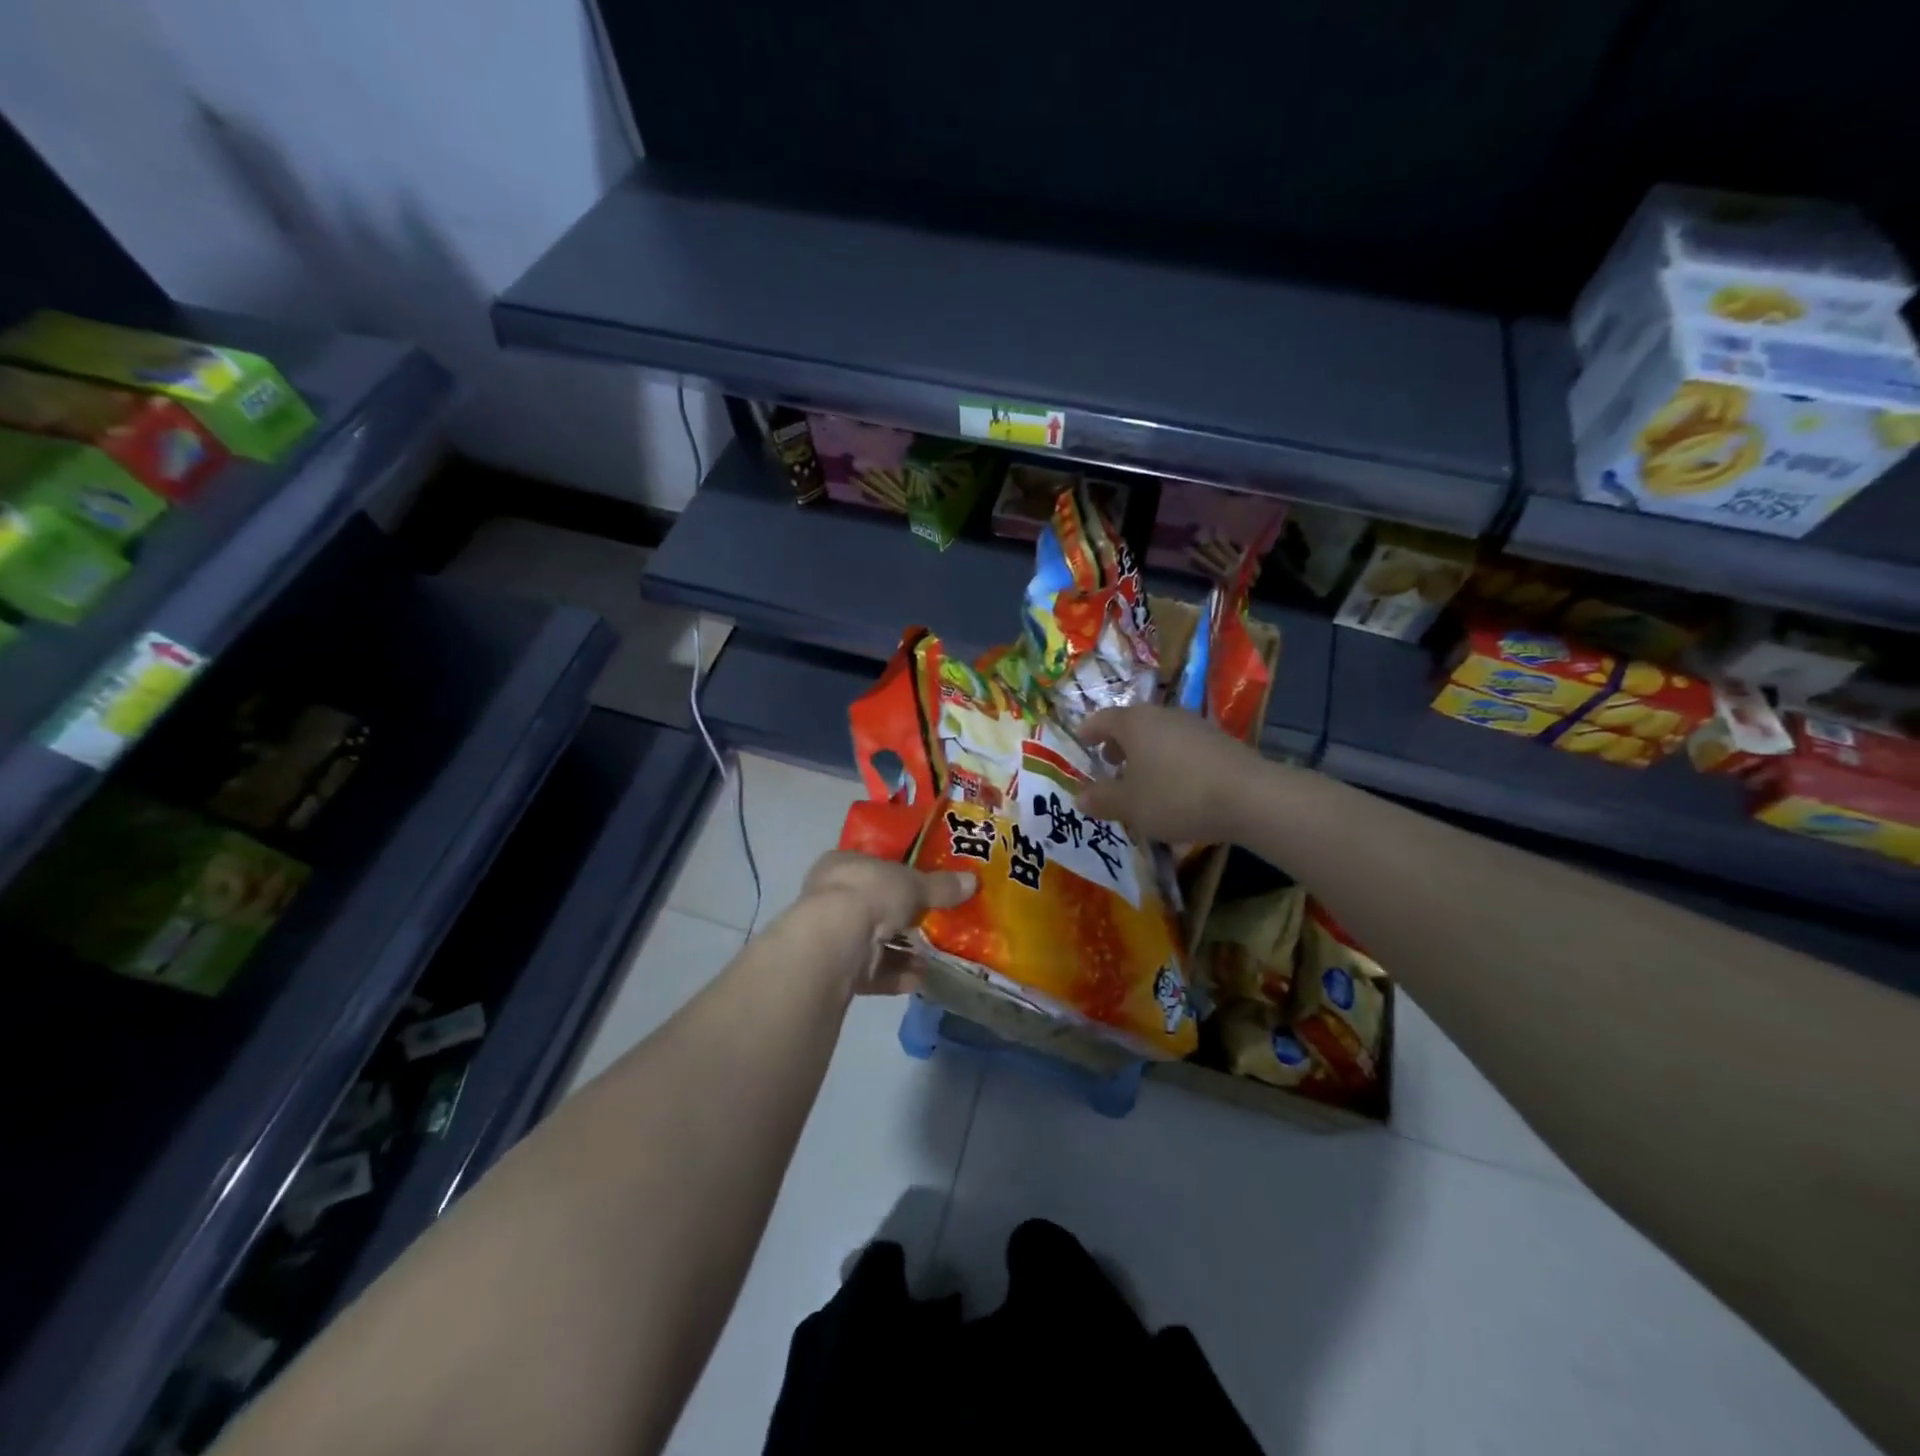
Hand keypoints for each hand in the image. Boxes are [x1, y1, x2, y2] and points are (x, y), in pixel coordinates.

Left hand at [796, 851, 975, 994]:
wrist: (835, 941)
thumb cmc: (870, 893)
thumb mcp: (913, 884)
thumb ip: (940, 886)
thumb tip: (972, 881)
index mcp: (841, 864)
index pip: (871, 865)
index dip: (896, 874)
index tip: (922, 885)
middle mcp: (830, 896)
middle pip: (873, 906)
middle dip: (903, 918)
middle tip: (933, 923)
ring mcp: (831, 935)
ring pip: (873, 942)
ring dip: (903, 952)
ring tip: (934, 957)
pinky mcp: (835, 970)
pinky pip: (871, 971)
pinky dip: (896, 975)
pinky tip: (921, 978)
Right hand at [1077, 703, 1262, 845]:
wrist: (1249, 797)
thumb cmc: (1176, 796)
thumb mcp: (1130, 805)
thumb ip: (1102, 799)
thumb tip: (1079, 796)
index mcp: (1134, 722)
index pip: (1102, 719)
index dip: (1089, 731)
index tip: (1082, 742)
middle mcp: (1163, 715)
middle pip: (1133, 724)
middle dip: (1118, 744)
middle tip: (1109, 763)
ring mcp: (1195, 725)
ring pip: (1160, 735)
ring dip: (1146, 753)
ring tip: (1142, 780)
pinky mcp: (1219, 741)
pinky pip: (1183, 748)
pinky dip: (1170, 762)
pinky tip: (1175, 788)